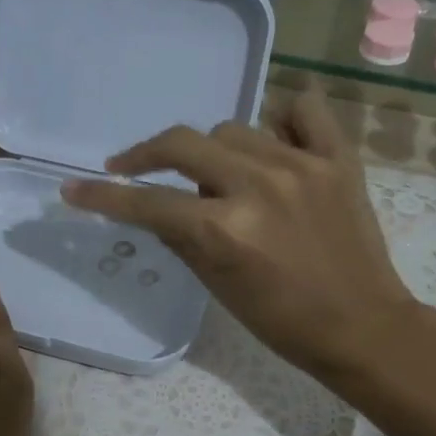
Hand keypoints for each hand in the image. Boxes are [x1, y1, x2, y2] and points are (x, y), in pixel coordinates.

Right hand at [61, 86, 421, 382]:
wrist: (362, 326)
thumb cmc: (283, 321)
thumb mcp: (218, 285)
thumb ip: (179, 236)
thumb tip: (150, 205)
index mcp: (225, 230)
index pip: (148, 202)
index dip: (104, 196)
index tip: (74, 188)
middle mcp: (259, 186)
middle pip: (181, 144)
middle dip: (146, 155)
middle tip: (132, 168)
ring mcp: (302, 165)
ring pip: (232, 128)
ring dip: (212, 152)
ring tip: (220, 177)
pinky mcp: (339, 159)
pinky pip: (303, 109)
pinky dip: (281, 120)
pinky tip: (274, 142)